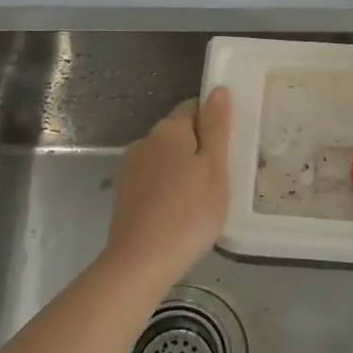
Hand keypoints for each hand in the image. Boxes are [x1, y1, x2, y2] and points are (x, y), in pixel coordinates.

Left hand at [104, 89, 233, 287]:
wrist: (139, 263)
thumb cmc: (188, 212)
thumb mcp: (215, 168)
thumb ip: (217, 127)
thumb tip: (217, 89)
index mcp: (169, 128)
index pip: (195, 108)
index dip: (214, 124)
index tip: (229, 149)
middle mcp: (145, 140)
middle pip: (179, 133)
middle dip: (199, 148)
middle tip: (221, 178)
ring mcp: (131, 168)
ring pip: (166, 158)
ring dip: (183, 170)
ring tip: (202, 199)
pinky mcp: (124, 194)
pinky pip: (154, 180)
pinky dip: (168, 189)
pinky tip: (180, 213)